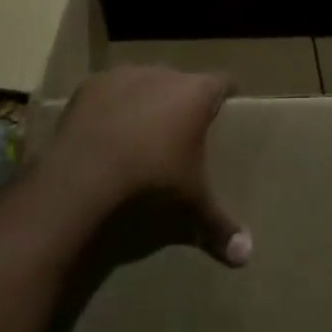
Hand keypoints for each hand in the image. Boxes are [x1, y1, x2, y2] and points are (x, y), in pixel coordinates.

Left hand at [44, 66, 250, 268]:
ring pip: (144, 81)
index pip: (223, 82)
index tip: (229, 101)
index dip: (227, 92)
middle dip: (182, 99)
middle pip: (182, 80)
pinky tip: (106, 128)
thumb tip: (247, 256)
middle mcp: (164, 75)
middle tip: (182, 126)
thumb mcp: (191, 205)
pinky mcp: (91, 85)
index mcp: (196, 94)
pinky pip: (109, 90)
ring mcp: (125, 75)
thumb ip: (220, 225)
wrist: (85, 176)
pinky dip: (111, 105)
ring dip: (146, 98)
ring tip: (142, 127)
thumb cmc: (152, 181)